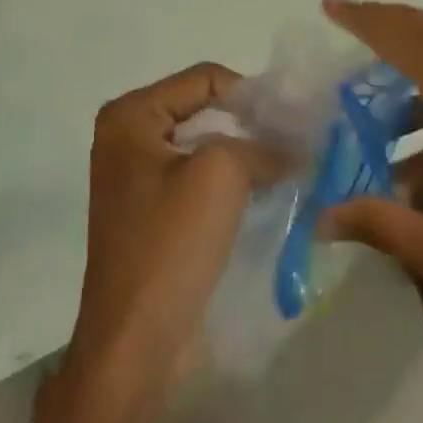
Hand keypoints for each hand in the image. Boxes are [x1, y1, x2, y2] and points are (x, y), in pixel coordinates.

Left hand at [65, 63, 270, 404]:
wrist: (135, 344)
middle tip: (296, 141)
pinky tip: (263, 194)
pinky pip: (196, 180)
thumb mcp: (221, 174)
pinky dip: (229, 182)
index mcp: (130, 116)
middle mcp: (126, 137)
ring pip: (203, 146)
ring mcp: (135, 178)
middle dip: (249, 124)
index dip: (251, 93)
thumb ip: (260, 144)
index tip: (294, 119)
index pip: (204, 79)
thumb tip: (292, 146)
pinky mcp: (149, 214)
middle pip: (202, 109)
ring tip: (287, 167)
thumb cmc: (170, 244)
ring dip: (243, 154)